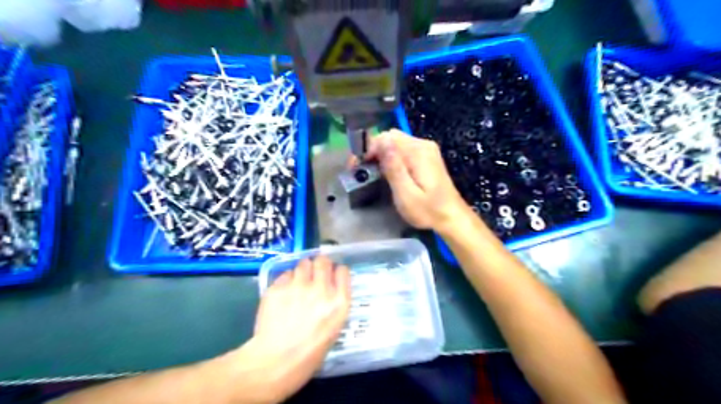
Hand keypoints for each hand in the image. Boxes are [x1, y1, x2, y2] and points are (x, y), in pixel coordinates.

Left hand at [247, 257, 351, 401]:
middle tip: (314, 273)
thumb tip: (328, 292)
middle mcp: (321, 289)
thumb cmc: (309, 355)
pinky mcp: (278, 287)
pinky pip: (285, 275)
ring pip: (303, 263)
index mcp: (339, 302)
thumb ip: (333, 305)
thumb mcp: (333, 329)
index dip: (336, 271)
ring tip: (298, 283)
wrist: (275, 363)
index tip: (332, 275)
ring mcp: (299, 286)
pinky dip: (286, 281)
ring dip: (302, 270)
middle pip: (323, 261)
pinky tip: (283, 294)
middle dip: (320, 264)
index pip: (343, 271)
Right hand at [368, 129, 471, 232]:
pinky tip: (389, 171)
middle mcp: (422, 145)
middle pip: (391, 137)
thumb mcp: (407, 194)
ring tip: (373, 172)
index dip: (368, 149)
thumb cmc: (428, 210)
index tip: (358, 166)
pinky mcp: (427, 156)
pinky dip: (392, 157)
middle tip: (363, 170)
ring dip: (382, 153)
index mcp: (417, 152)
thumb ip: (394, 168)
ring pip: (396, 142)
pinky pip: (404, 149)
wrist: (452, 217)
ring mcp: (426, 149)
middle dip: (373, 150)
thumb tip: (382, 142)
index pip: (386, 138)